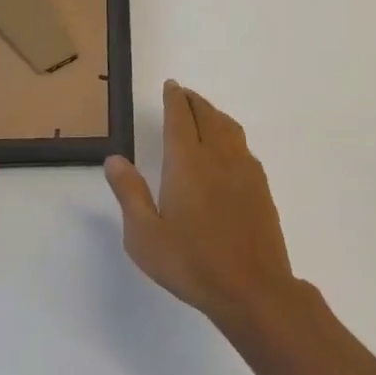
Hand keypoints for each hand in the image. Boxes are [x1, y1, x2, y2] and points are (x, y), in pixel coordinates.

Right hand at [103, 81, 299, 329]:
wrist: (253, 288)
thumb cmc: (191, 263)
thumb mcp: (144, 236)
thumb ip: (129, 193)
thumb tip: (114, 159)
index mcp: (186, 163)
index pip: (180, 118)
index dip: (174, 99)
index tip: (171, 86)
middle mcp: (217, 157)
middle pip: (207, 116)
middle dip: (193, 101)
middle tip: (183, 94)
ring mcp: (244, 170)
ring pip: (229, 128)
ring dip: (214, 114)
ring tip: (204, 114)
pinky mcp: (261, 187)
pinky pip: (243, 146)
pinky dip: (230, 134)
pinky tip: (228, 149)